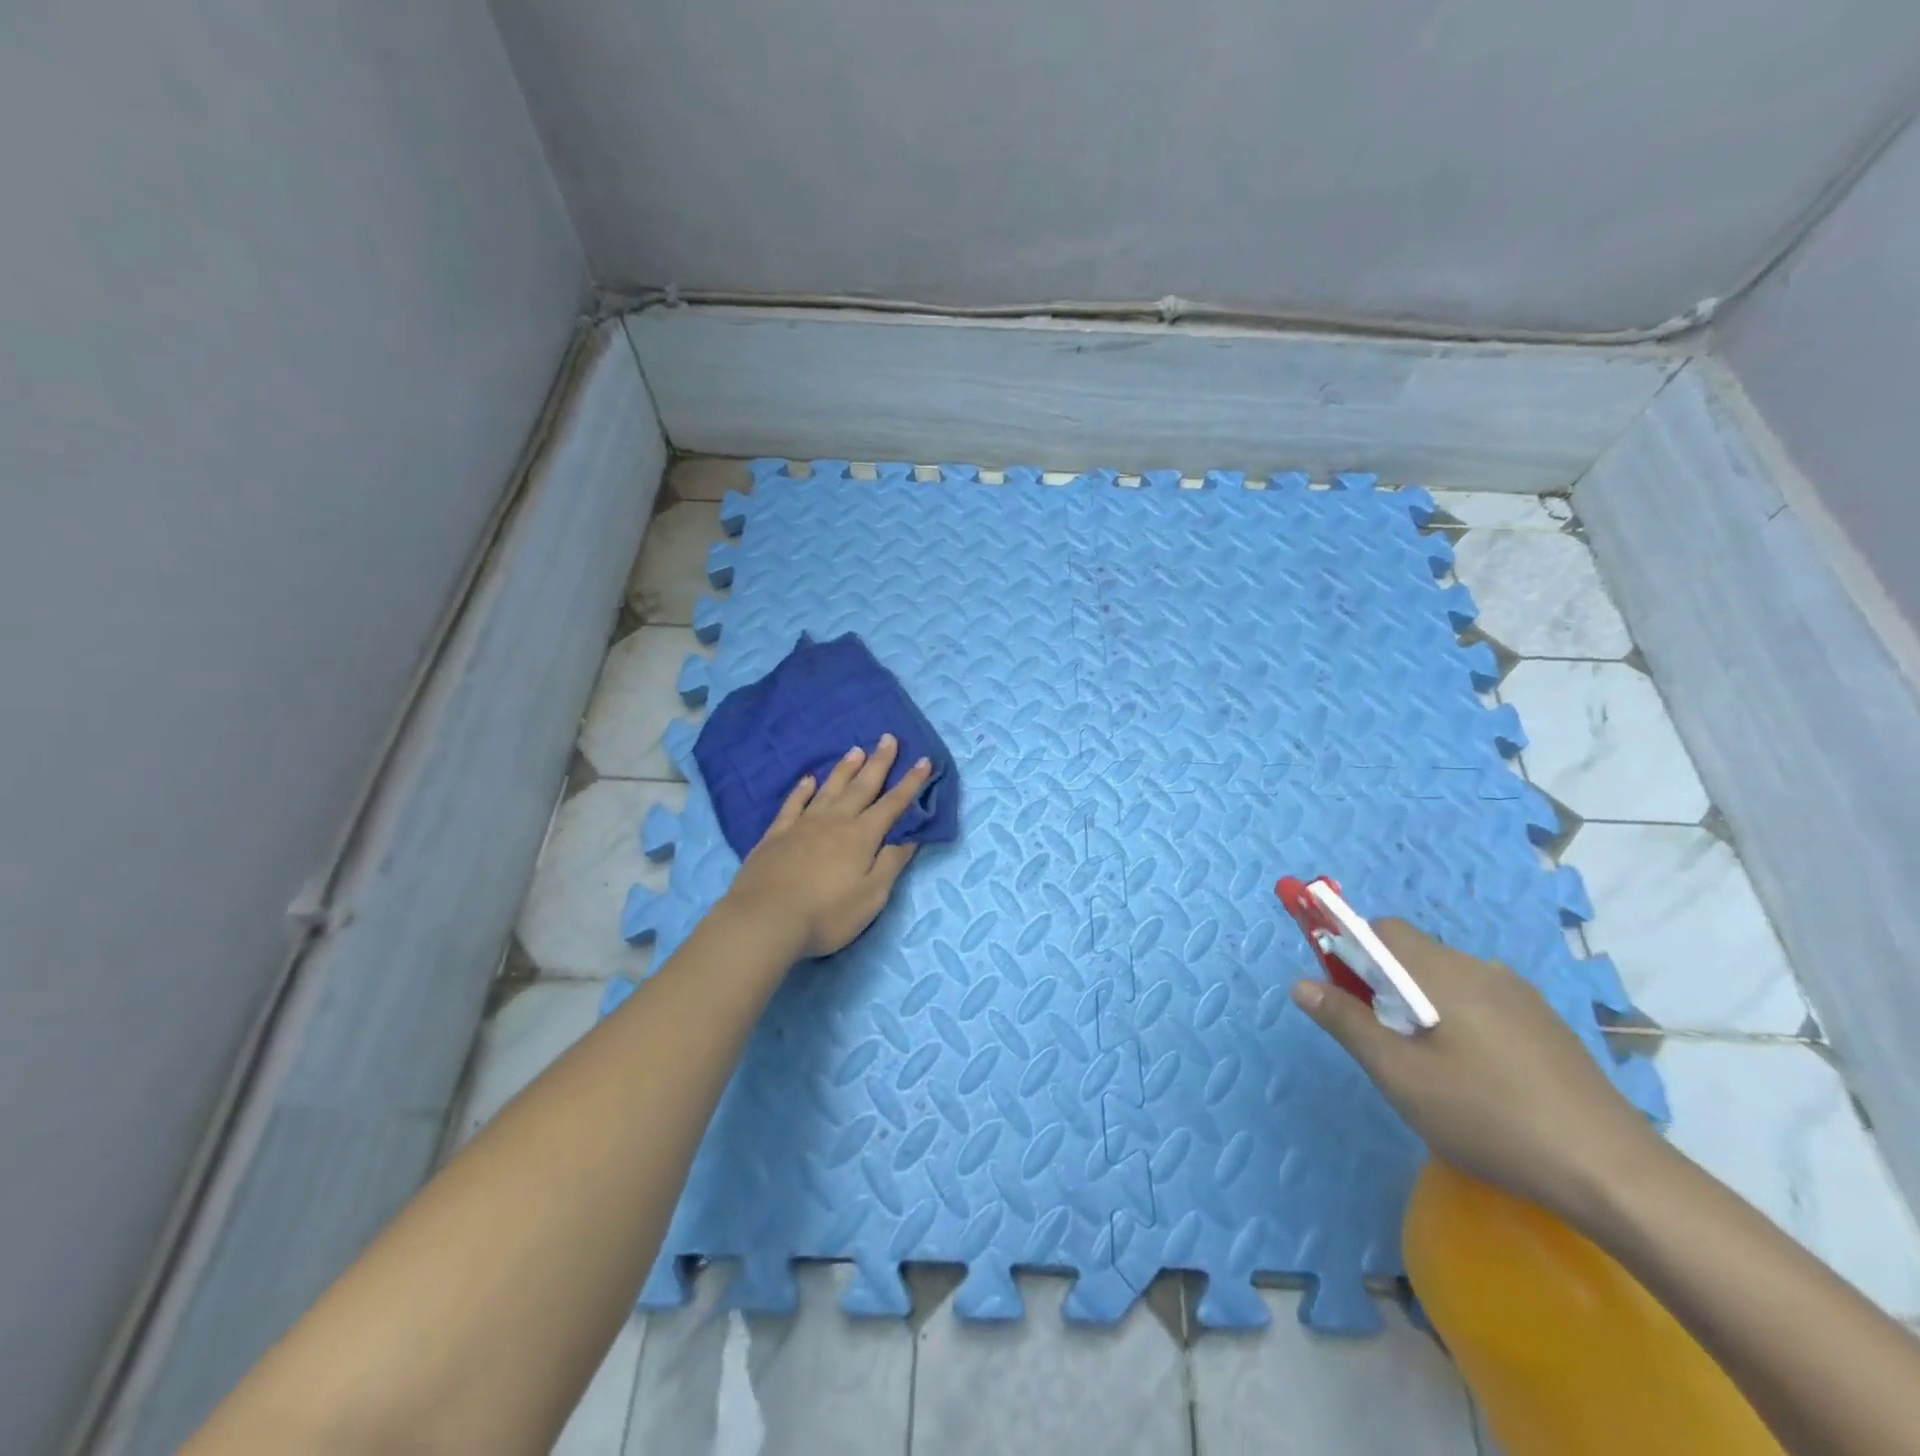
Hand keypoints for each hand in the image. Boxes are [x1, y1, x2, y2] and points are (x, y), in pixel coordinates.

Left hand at [722, 735, 934, 959]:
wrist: (764, 920)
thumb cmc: (826, 914)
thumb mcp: (871, 896)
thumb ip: (891, 863)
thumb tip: (910, 837)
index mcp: (862, 836)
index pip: (893, 804)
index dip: (911, 783)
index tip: (924, 760)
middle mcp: (835, 821)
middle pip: (862, 787)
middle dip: (879, 763)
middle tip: (888, 738)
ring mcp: (803, 825)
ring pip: (829, 789)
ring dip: (844, 769)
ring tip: (856, 750)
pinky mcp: (776, 835)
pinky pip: (793, 804)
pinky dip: (802, 790)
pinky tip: (808, 780)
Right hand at [1292, 918, 1668, 1223]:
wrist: (1614, 1175)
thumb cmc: (1489, 1117)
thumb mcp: (1400, 1075)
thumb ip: (1346, 1022)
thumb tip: (1300, 983)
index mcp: (1443, 972)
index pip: (1382, 930)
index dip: (1351, 951)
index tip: (1343, 995)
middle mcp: (1482, 969)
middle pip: (1414, 953)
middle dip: (1383, 982)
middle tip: (1382, 1039)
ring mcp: (1521, 997)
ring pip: (1448, 978)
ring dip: (1420, 1002)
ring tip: (1426, 1064)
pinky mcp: (1547, 1026)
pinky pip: (1481, 1001)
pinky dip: (1457, 1019)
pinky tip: (1473, 1075)